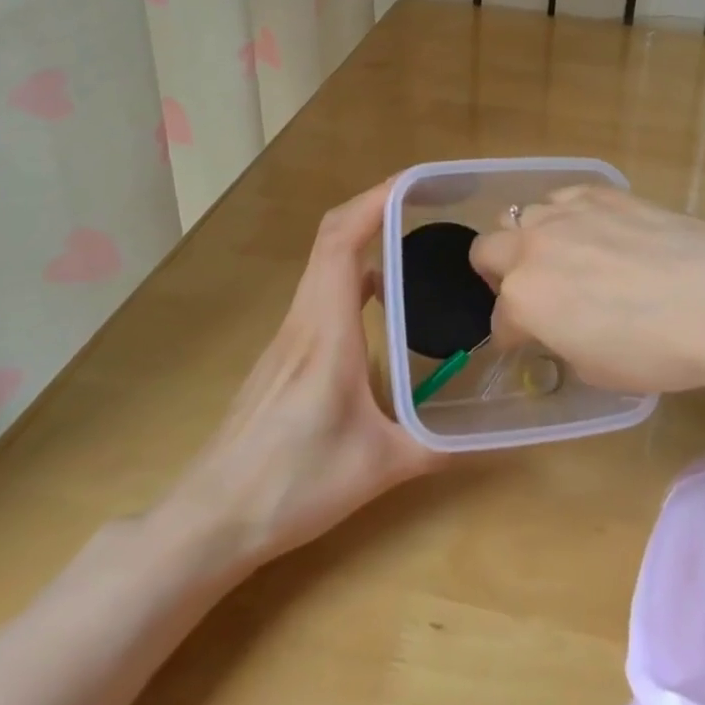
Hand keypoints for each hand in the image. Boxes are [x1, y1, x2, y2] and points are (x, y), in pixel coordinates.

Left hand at [169, 179, 441, 567]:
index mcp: (325, 331)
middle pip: (330, 239)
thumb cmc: (292, 484)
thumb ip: (440, 445)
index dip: (374, 201)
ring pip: (321, 265)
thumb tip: (493, 434)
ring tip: (408, 243)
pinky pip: (318, 293)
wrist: (212, 519)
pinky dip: (349, 274)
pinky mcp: (282, 355)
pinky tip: (378, 304)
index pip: (341, 240)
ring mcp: (287, 336)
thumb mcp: (380, 467)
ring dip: (360, 240)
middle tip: (422, 204)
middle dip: (373, 208)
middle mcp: (303, 320)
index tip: (414, 185)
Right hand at [468, 186, 704, 394]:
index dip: (512, 336)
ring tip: (562, 255)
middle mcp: (531, 249)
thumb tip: (560, 328)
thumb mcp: (595, 368)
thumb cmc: (656, 349)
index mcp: (523, 300)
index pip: (499, 320)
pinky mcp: (597, 191)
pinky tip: (594, 231)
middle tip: (530, 291)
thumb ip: (560, 341)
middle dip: (498, 274)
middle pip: (485, 250)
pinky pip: (561, 198)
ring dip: (529, 239)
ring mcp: (563, 213)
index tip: (528, 342)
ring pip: (519, 215)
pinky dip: (565, 216)